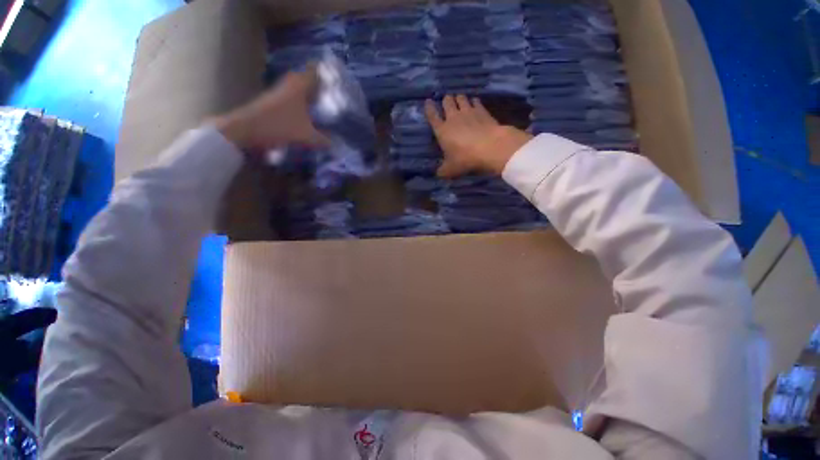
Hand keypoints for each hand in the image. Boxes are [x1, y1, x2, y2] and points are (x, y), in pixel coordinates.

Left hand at [213, 66, 329, 151]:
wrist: (246, 129)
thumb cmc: (279, 126)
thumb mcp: (306, 136)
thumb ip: (322, 140)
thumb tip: (334, 143)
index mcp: (300, 86)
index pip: (315, 71)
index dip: (326, 72)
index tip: (338, 79)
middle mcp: (290, 84)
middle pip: (308, 79)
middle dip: (321, 85)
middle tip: (334, 95)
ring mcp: (280, 92)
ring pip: (300, 88)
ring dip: (311, 94)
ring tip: (325, 104)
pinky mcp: (274, 101)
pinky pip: (294, 97)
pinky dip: (303, 103)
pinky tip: (309, 114)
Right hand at [425, 95, 532, 177]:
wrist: (490, 148)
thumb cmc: (465, 159)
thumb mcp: (450, 170)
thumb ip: (442, 171)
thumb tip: (438, 174)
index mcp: (442, 130)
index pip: (432, 116)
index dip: (429, 108)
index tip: (427, 101)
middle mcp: (453, 118)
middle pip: (447, 102)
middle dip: (446, 101)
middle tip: (447, 102)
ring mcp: (468, 112)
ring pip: (461, 98)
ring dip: (459, 99)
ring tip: (459, 100)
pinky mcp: (482, 111)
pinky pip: (476, 101)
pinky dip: (474, 101)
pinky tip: (475, 103)